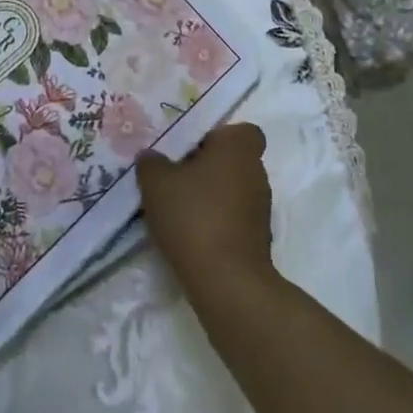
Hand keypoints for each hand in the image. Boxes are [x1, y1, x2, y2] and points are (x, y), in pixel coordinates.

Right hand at [137, 123, 275, 304]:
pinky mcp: (259, 238)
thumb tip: (151, 157)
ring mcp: (261, 206)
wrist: (227, 282)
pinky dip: (217, 221)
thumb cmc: (194, 217)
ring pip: (233, 189)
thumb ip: (151, 164)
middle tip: (175, 178)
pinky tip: (191, 235)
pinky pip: (234, 217)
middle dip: (207, 167)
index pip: (241, 130)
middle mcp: (256, 171)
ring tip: (178, 209)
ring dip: (211, 196)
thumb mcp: (156, 184)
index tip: (191, 149)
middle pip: (232, 160)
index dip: (218, 136)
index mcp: (238, 148)